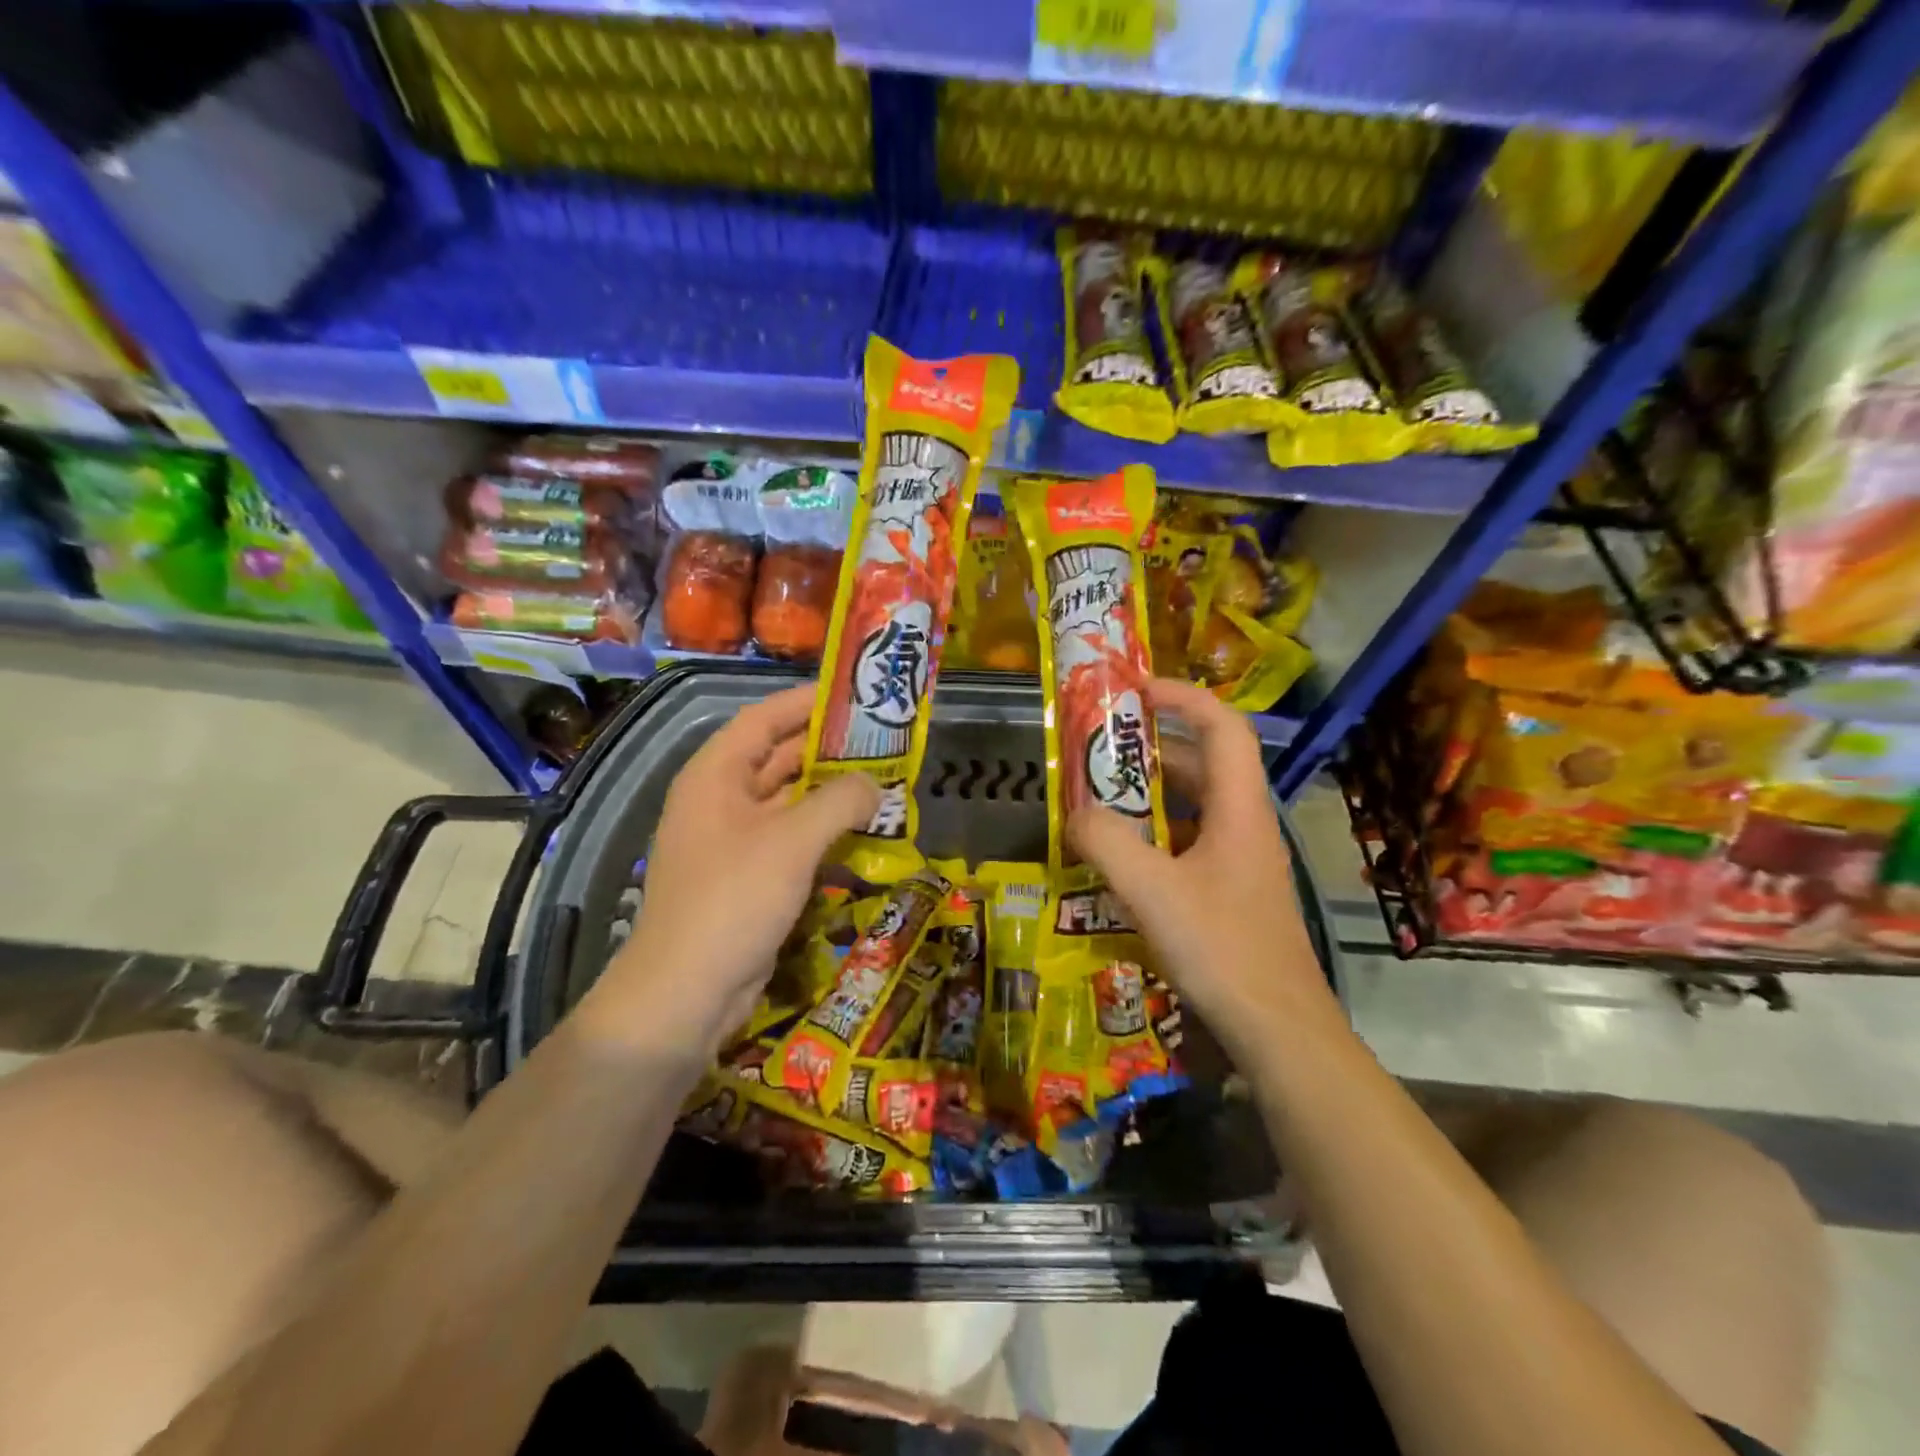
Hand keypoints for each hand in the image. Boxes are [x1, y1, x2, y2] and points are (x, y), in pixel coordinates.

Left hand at [588, 684, 878, 1048]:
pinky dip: (825, 832)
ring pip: (790, 801)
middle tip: (884, 741)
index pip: (763, 719)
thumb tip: (875, 784)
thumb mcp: (791, 842)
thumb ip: (839, 801)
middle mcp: (721, 800)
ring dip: (832, 793)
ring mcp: (734, 841)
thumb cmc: (732, 900)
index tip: (854, 695)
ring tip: (884, 781)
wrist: (686, 993)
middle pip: (779, 758)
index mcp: (715, 775)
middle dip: (829, 749)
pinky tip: (864, 831)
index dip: (806, 702)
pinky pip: (792, 840)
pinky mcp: (750, 877)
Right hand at [1068, 677, 1336, 1054]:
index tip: (1134, 690)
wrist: (1279, 1031)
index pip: (1222, 726)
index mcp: (1239, 809)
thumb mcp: (1152, 891)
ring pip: (1193, 807)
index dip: (1183, 696)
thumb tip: (1076, 811)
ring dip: (1148, 795)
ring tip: (1097, 798)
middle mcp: (1244, 825)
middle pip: (1203, 764)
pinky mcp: (1230, 892)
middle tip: (1098, 748)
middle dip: (1151, 748)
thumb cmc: (1222, 949)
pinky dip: (1153, 836)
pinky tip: (1118, 858)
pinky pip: (1187, 843)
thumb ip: (1106, 841)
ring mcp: (1239, 861)